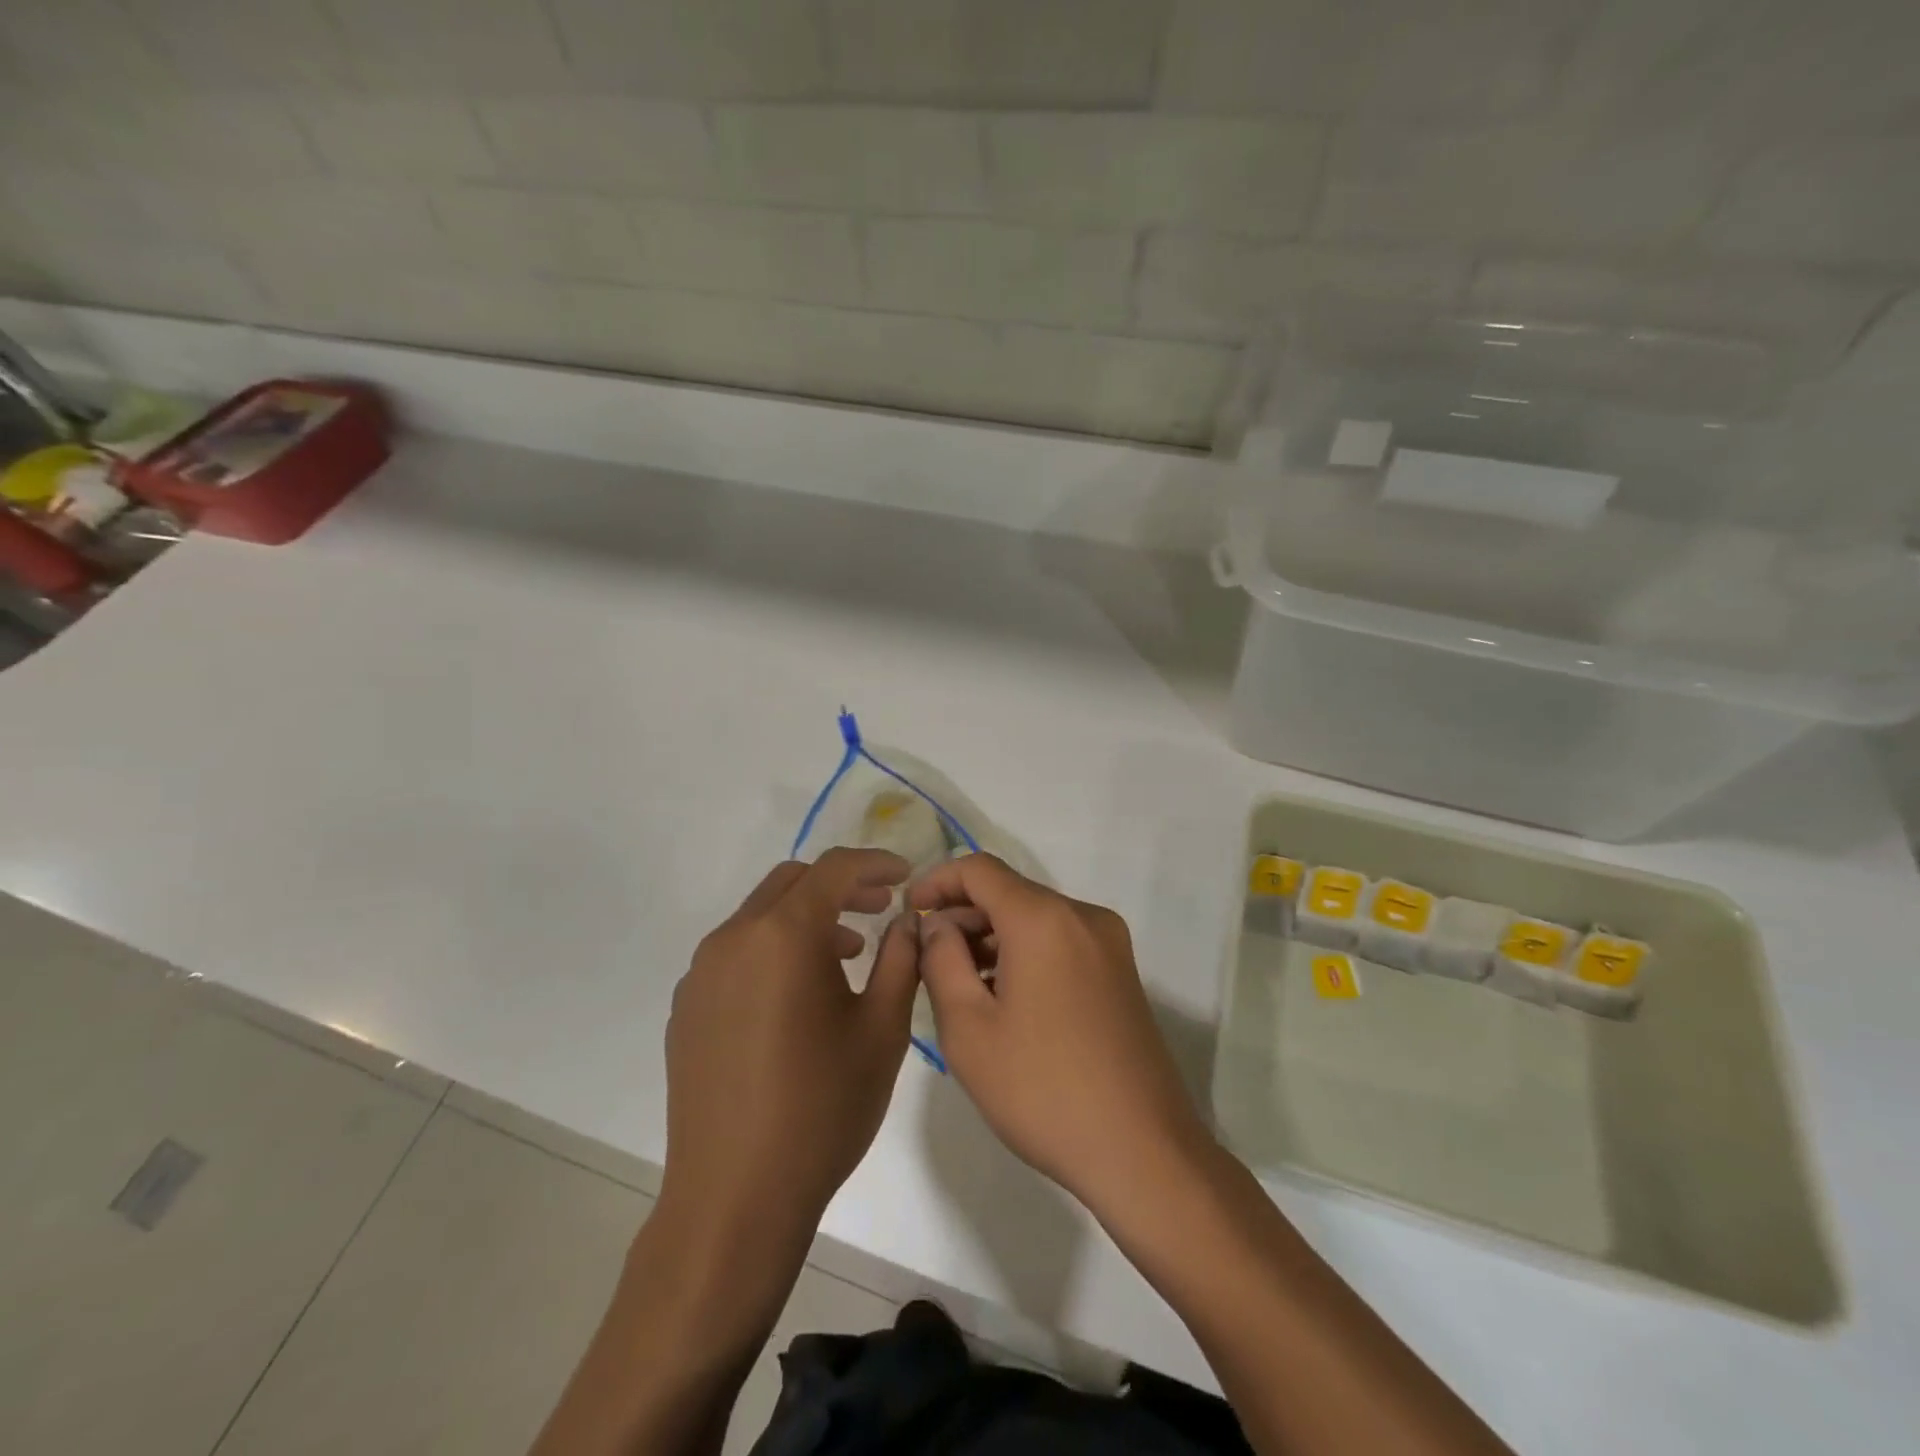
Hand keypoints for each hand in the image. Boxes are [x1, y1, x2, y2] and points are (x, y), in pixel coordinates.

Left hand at [660, 848, 918, 1243]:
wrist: (734, 1198)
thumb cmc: (822, 1108)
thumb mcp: (882, 1030)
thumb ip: (900, 959)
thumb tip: (905, 920)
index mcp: (783, 935)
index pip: (834, 869)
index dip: (875, 863)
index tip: (906, 876)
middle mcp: (734, 938)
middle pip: (792, 882)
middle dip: (841, 885)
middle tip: (880, 908)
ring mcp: (702, 973)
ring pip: (761, 915)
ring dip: (807, 917)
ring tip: (847, 955)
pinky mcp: (687, 1007)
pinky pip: (737, 952)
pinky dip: (774, 948)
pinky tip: (798, 995)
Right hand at [910, 854, 1211, 1218]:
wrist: (1142, 1152)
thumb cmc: (1042, 1090)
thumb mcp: (969, 1029)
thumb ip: (941, 961)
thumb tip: (937, 924)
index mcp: (1044, 919)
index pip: (979, 869)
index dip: (937, 882)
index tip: (910, 912)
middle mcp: (1082, 916)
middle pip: (1009, 892)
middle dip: (963, 915)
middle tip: (928, 959)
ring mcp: (1109, 943)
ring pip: (1035, 918)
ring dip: (993, 937)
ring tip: (961, 985)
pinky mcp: (1120, 972)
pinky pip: (1060, 941)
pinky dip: (1025, 953)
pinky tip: (1005, 998)